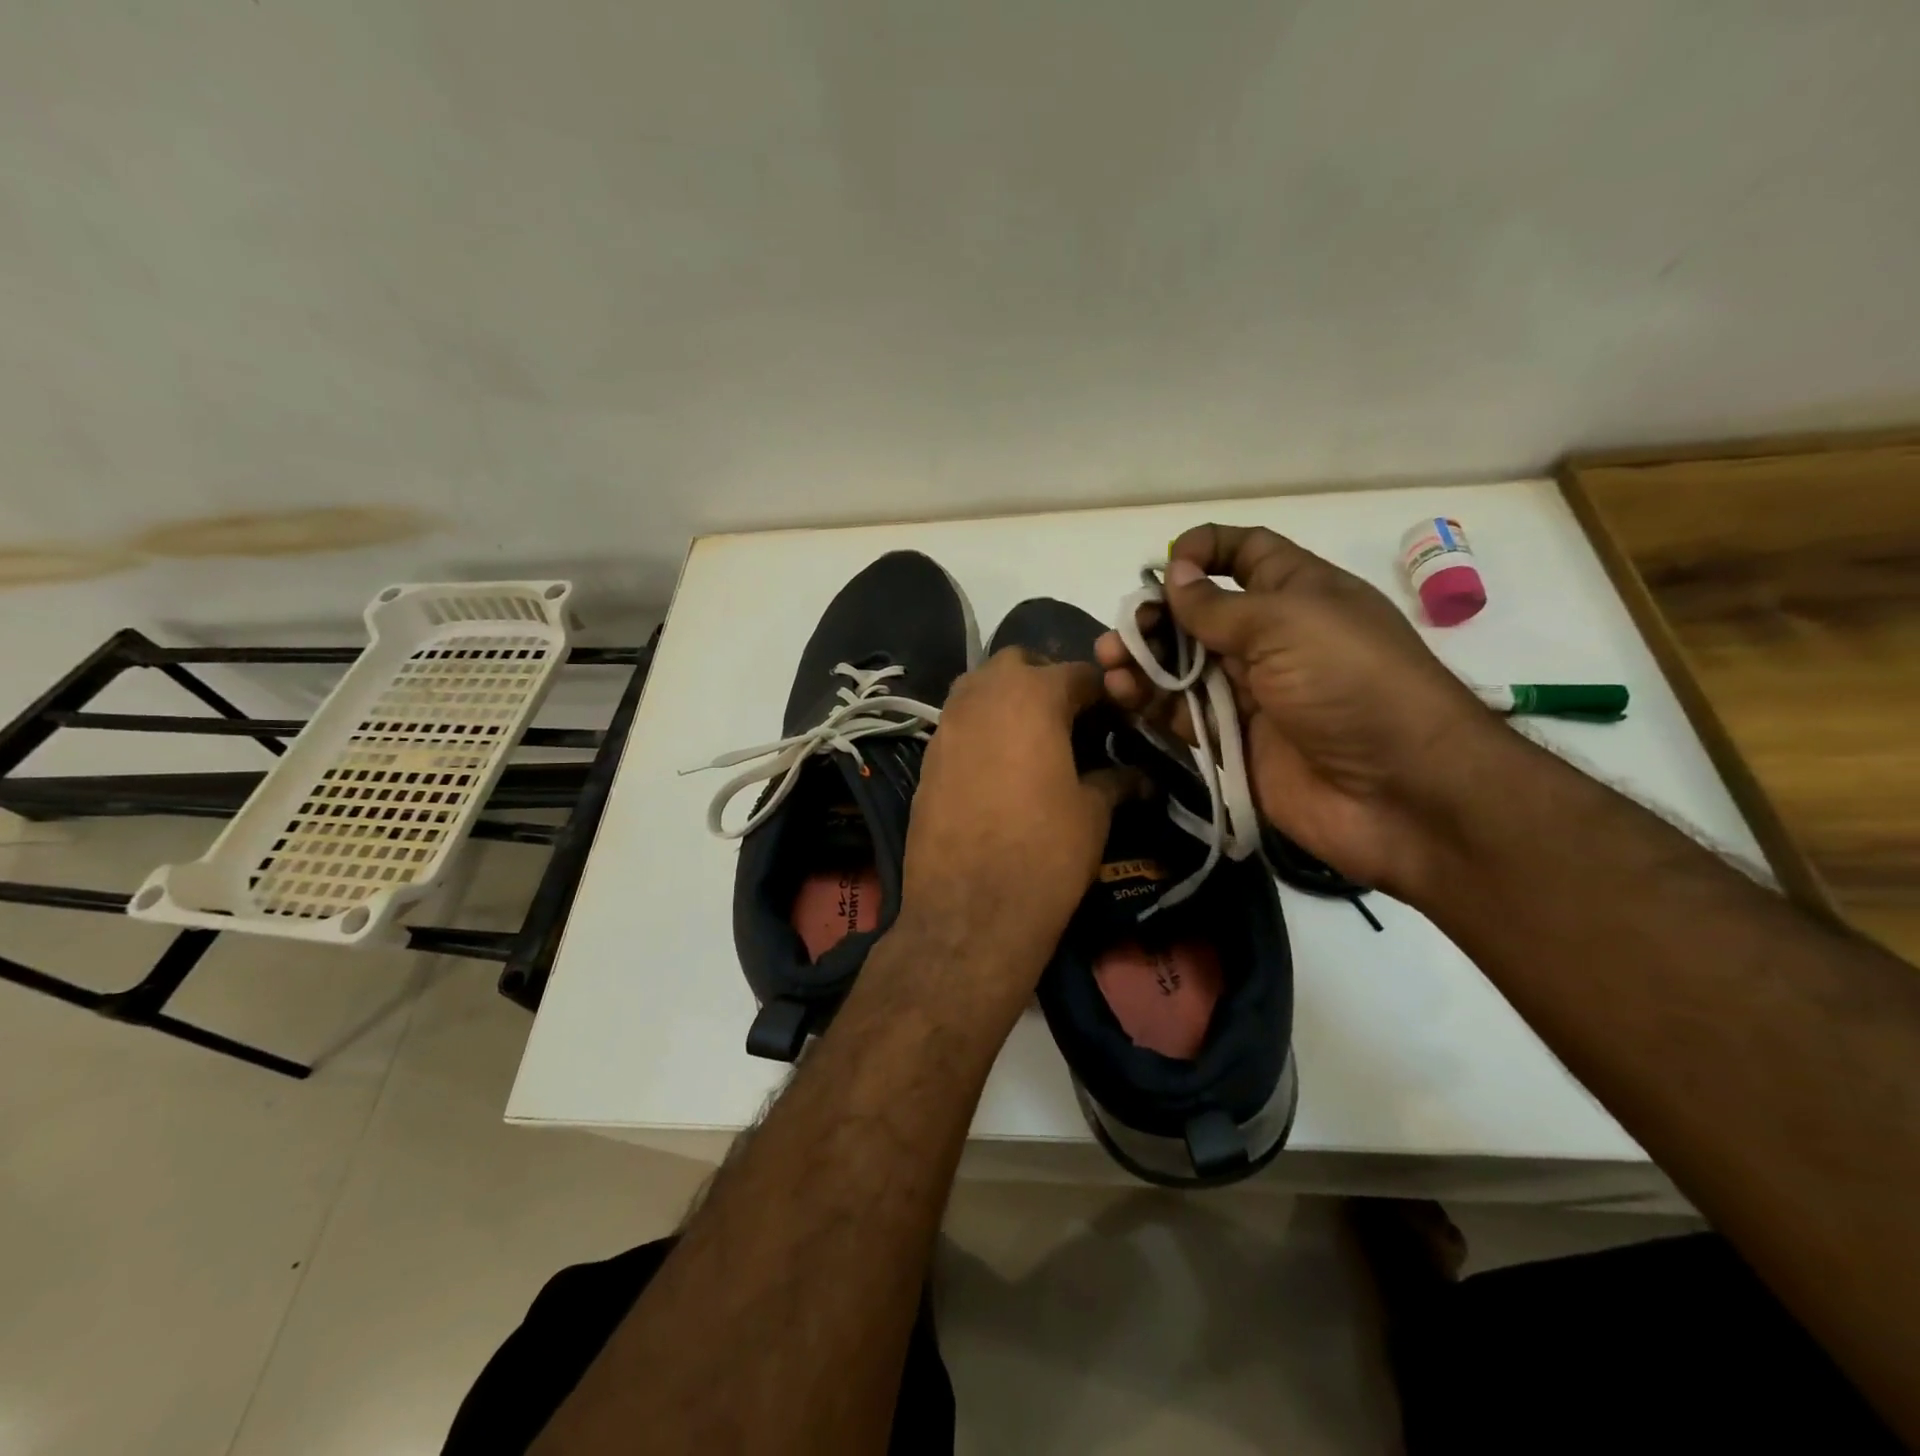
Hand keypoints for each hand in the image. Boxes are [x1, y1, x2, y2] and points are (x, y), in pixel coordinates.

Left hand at [898, 648, 1135, 1015]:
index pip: (1079, 673)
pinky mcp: (927, 756)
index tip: (1120, 716)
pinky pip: (959, 723)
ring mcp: (947, 723)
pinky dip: (982, 728)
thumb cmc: (1044, 852)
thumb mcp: (1092, 813)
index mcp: (1033, 695)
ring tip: (1034, 739)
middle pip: (1019, 664)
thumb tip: (1138, 776)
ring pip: (980, 687)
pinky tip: (999, 767)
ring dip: (1008, 699)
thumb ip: (1115, 781)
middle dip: (1047, 680)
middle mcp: (983, 694)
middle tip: (1070, 720)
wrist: (968, 911)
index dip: (1105, 692)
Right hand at [1096, 524, 1498, 895]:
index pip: (1245, 554)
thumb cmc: (1350, 684)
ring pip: (1182, 667)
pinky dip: (1150, 703)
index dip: (1205, 550)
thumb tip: (1174, 576)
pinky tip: (1123, 694)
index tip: (1165, 567)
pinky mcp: (1233, 742)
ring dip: (1143, 661)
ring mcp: (1251, 694)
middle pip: (1199, 615)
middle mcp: (1270, 639)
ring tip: (1111, 664)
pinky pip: (1181, 715)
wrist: (1400, 792)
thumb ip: (1217, 605)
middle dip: (1156, 616)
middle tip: (1124, 634)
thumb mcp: (1285, 624)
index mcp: (1296, 593)